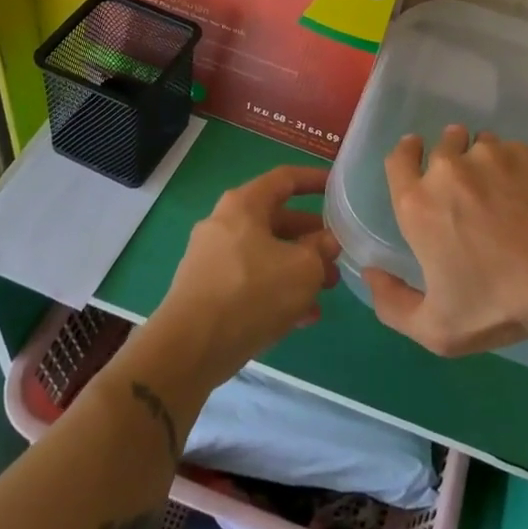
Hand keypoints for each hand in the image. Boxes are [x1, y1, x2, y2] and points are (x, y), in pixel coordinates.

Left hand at [148, 165, 339, 386]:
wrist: (190, 349)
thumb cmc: (252, 293)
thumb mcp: (303, 269)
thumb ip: (321, 250)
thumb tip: (327, 242)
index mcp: (244, 205)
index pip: (285, 179)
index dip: (314, 179)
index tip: (337, 187)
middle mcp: (224, 224)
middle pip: (276, 221)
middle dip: (311, 238)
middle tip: (336, 255)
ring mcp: (212, 259)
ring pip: (266, 254)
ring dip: (297, 269)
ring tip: (325, 291)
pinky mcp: (207, 291)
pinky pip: (250, 281)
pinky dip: (276, 291)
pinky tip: (302, 317)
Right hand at [363, 126, 527, 356]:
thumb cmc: (497, 305)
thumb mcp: (436, 328)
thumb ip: (392, 304)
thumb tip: (371, 273)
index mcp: (418, 204)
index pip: (398, 159)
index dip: (406, 154)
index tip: (416, 154)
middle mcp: (448, 170)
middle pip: (441, 145)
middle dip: (448, 158)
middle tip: (466, 186)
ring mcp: (489, 156)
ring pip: (478, 146)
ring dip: (481, 161)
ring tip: (500, 190)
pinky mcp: (525, 154)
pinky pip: (510, 150)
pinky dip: (512, 165)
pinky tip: (527, 193)